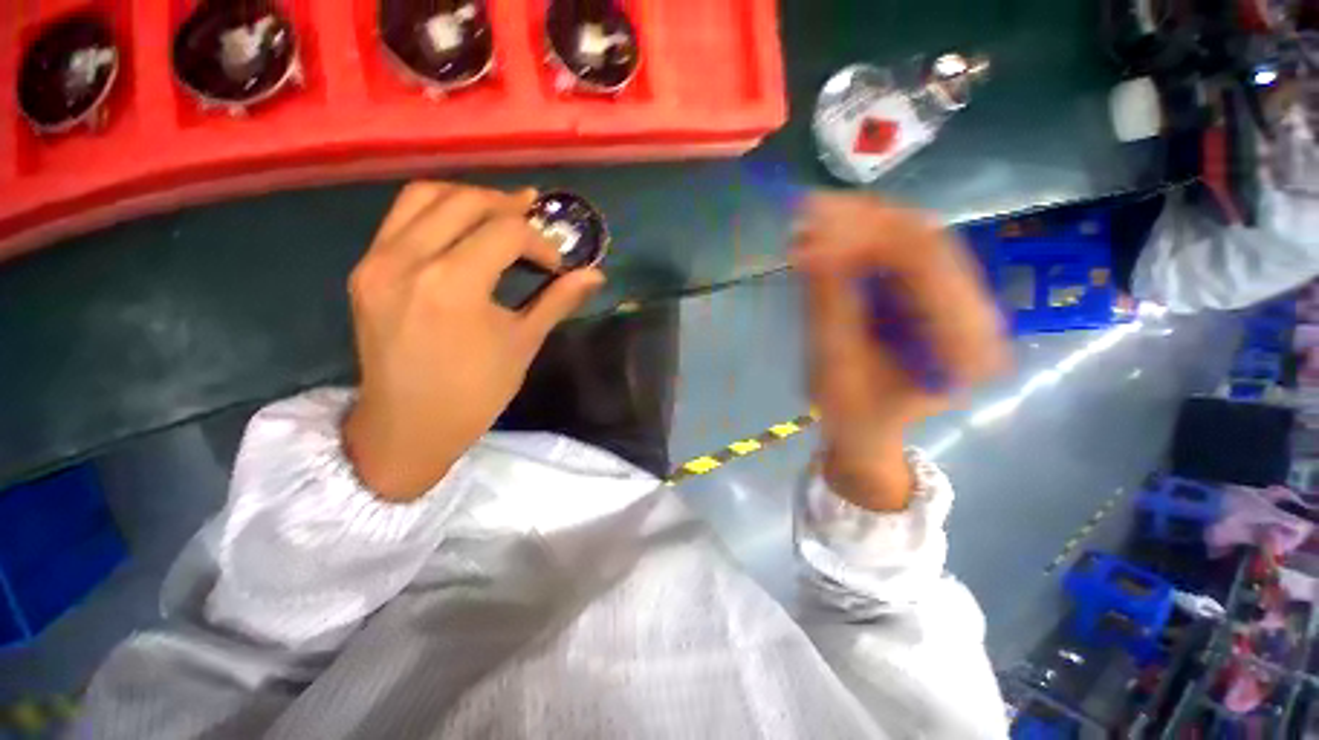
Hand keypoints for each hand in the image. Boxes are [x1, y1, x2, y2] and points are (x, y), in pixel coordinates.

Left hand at [342, 182, 604, 500]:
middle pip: (464, 201)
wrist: (407, 427)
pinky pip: (401, 218)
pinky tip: (462, 229)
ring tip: (500, 214)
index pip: (505, 232)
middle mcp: (408, 260)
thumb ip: (558, 300)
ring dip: (469, 198)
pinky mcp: (365, 270)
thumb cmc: (474, 393)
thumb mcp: (523, 344)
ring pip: (425, 197)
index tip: (556, 264)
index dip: (539, 241)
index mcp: (452, 285)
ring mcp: (377, 262)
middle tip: (535, 220)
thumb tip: (596, 274)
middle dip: (508, 206)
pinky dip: (437, 211)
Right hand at [793, 194, 1008, 510]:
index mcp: (965, 345)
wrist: (869, 431)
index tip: (813, 221)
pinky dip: (860, 240)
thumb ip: (828, 308)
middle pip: (925, 241)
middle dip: (862, 220)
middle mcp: (976, 314)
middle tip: (807, 210)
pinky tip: (826, 236)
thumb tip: (809, 248)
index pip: (927, 262)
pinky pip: (900, 253)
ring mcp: (957, 300)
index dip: (867, 233)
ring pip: (912, 239)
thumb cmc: (853, 416)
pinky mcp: (933, 296)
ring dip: (860, 225)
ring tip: (809, 219)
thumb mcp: (835, 368)